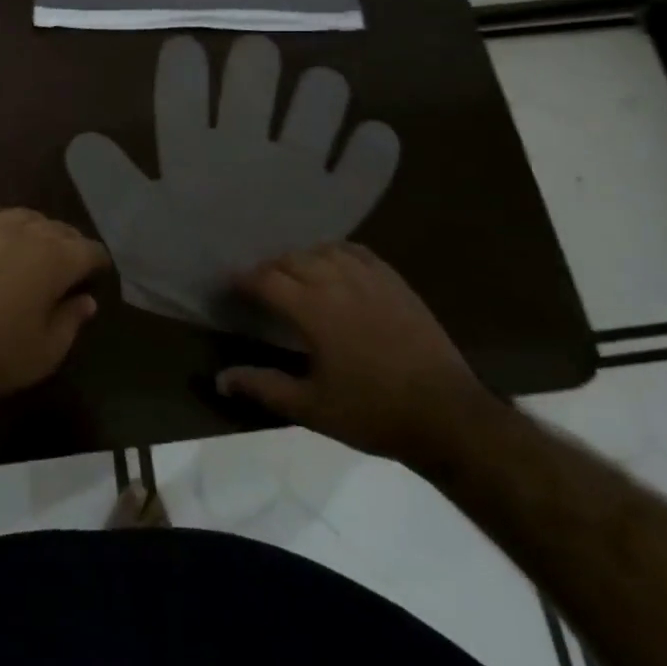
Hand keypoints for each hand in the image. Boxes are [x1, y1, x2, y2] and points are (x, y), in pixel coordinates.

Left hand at [0, 201, 107, 411]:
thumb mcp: (43, 353)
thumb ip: (70, 322)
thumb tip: (86, 300)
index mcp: (55, 259)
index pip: (90, 250)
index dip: (98, 263)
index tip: (98, 277)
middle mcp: (25, 232)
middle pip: (59, 228)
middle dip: (70, 245)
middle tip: (69, 268)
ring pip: (23, 215)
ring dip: (36, 229)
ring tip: (35, 247)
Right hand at [214, 242, 494, 467]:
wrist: (446, 415)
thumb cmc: (372, 412)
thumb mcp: (311, 407)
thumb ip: (263, 387)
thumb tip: (220, 379)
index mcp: (313, 309)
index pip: (266, 279)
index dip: (243, 279)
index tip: (230, 285)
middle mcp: (337, 282)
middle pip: (292, 259)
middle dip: (269, 269)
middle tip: (259, 286)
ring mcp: (370, 278)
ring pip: (323, 250)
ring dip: (302, 258)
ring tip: (294, 274)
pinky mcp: (395, 282)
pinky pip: (357, 252)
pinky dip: (336, 253)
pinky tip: (335, 265)